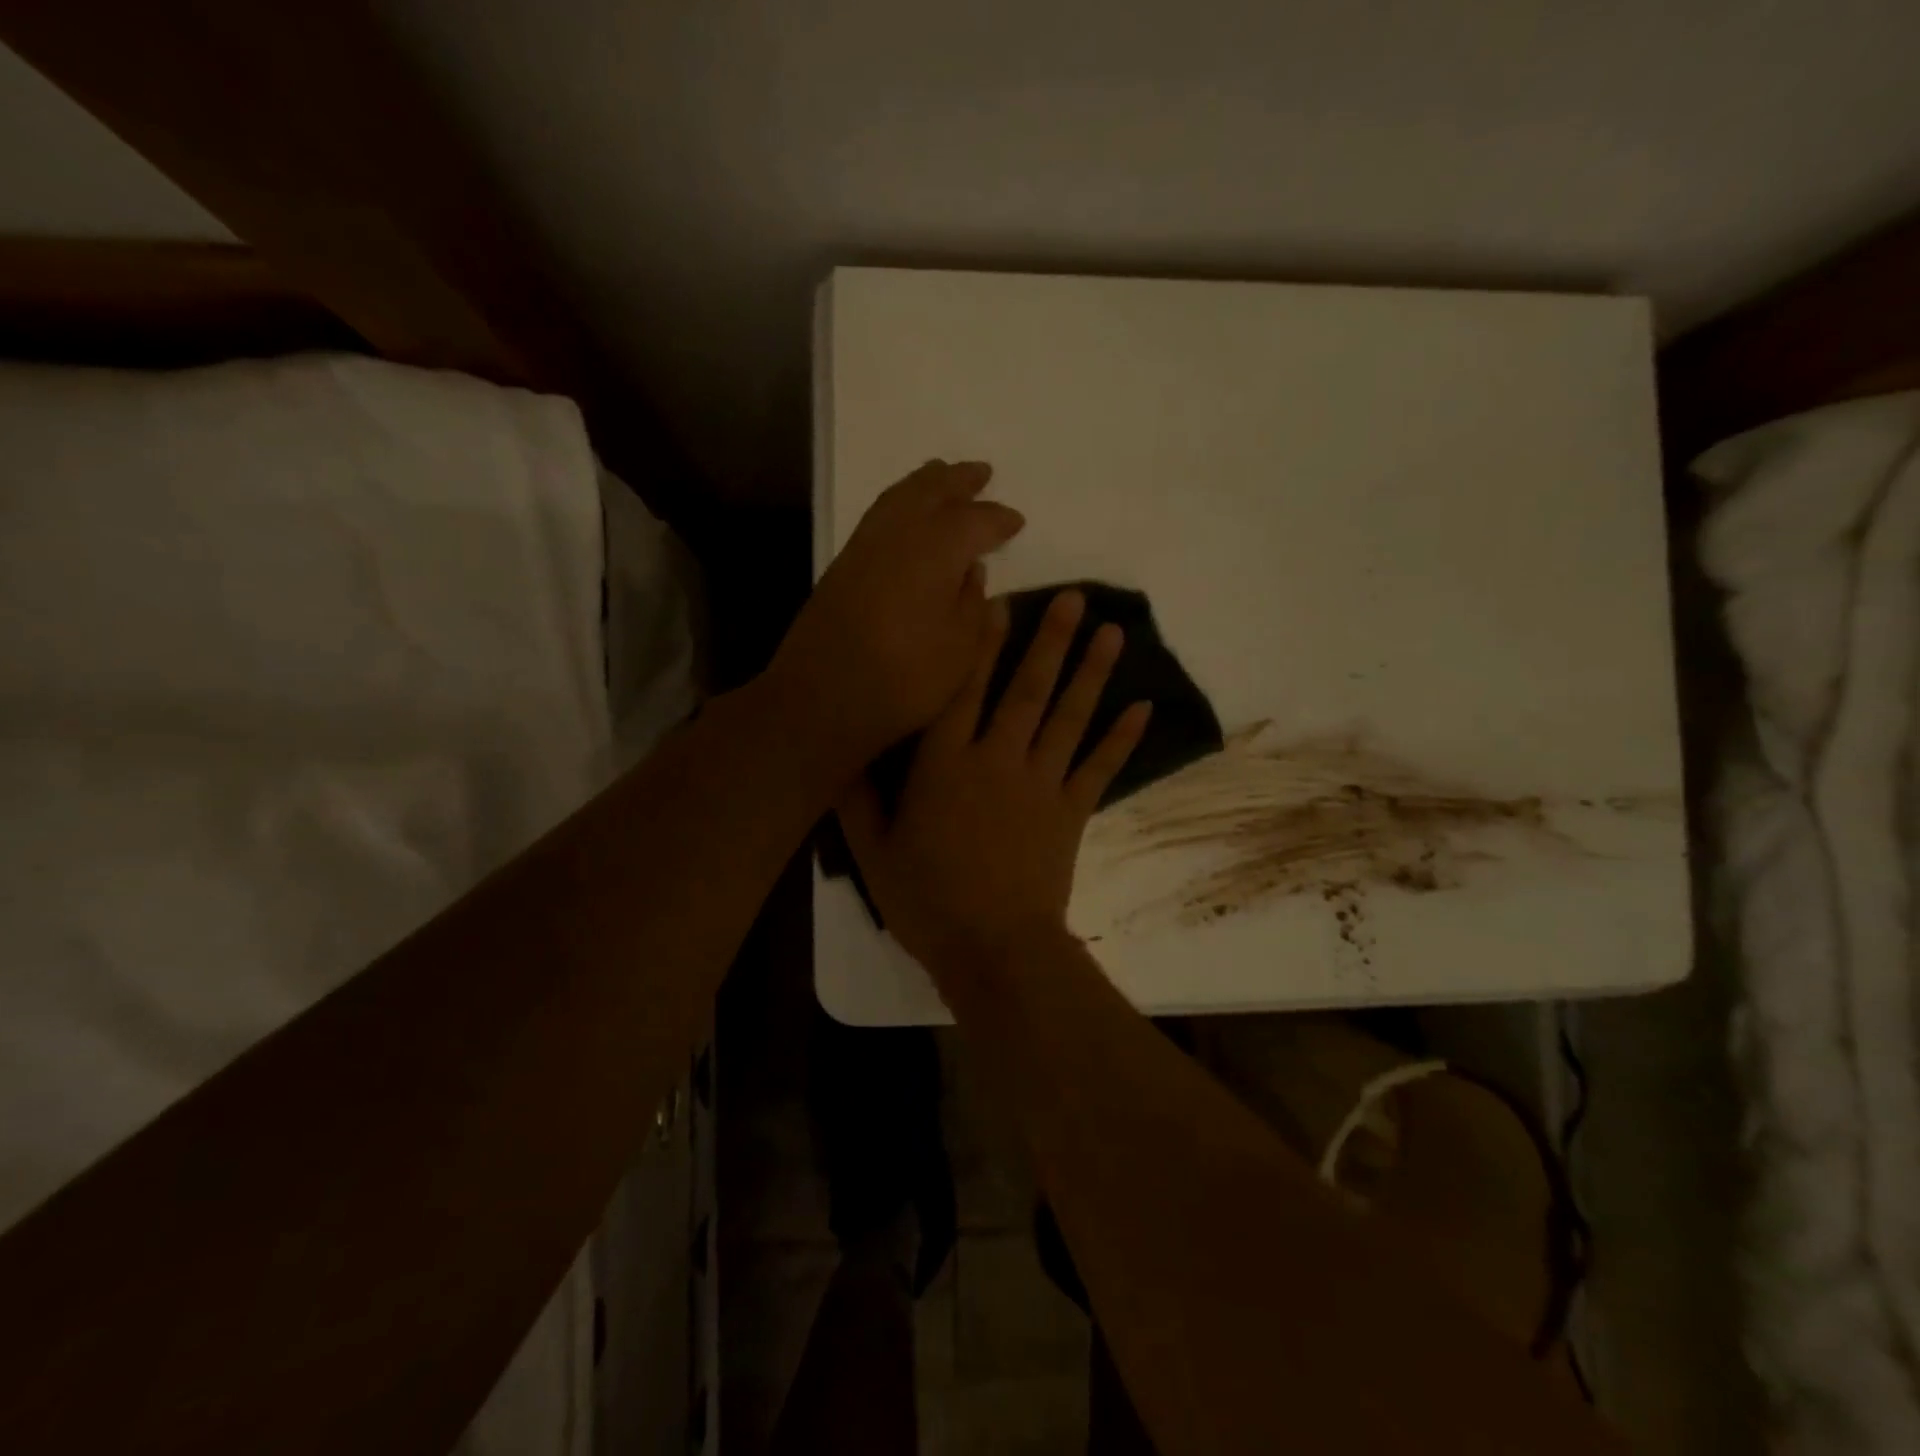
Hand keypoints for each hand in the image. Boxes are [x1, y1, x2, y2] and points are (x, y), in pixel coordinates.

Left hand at [770, 460, 1023, 773]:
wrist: (823, 697)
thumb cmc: (904, 679)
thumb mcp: (960, 650)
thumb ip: (972, 604)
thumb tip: (972, 572)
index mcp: (936, 550)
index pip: (975, 521)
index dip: (998, 519)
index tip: (1016, 521)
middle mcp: (899, 534)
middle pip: (932, 490)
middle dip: (960, 480)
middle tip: (982, 472)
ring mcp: (865, 546)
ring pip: (899, 496)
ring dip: (925, 482)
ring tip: (943, 475)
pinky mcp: (843, 564)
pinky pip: (879, 514)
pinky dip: (899, 501)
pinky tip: (906, 514)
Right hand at [838, 589, 1150, 980]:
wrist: (993, 949)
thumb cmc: (927, 900)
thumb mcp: (873, 851)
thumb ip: (856, 797)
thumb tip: (841, 750)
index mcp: (945, 763)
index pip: (963, 689)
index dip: (979, 642)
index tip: (998, 599)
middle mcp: (997, 759)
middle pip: (1026, 689)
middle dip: (1049, 640)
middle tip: (1075, 597)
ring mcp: (1041, 784)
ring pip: (1069, 717)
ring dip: (1091, 672)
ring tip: (1113, 631)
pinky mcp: (1072, 813)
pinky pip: (1100, 768)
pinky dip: (1122, 739)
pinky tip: (1143, 707)